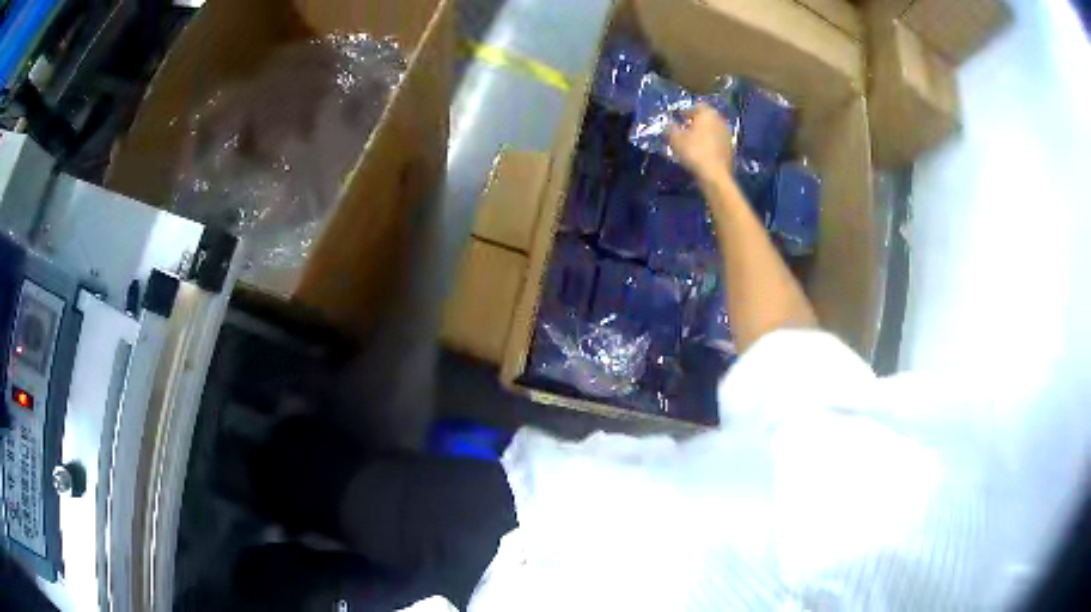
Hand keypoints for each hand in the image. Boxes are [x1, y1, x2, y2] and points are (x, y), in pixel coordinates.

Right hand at [668, 103, 735, 183]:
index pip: (696, 106)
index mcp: (707, 114)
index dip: (685, 111)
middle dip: (694, 121)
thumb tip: (668, 123)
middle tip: (683, 128)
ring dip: (703, 132)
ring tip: (691, 140)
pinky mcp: (730, 148)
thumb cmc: (694, 152)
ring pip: (712, 129)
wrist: (715, 175)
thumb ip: (670, 127)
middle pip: (705, 117)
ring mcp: (727, 134)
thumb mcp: (675, 138)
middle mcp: (720, 120)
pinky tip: (701, 151)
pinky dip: (709, 142)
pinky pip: (716, 140)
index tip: (677, 118)